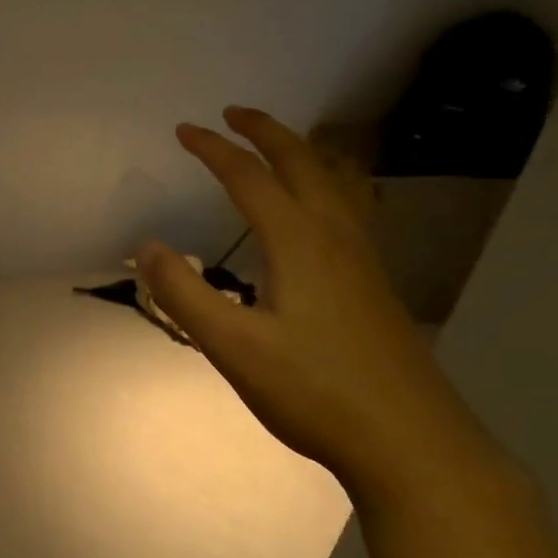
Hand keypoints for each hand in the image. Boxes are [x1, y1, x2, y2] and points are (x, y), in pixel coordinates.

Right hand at [137, 107, 498, 504]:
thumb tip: (146, 247)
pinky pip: (349, 208)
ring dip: (302, 153)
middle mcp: (335, 237)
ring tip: (281, 145)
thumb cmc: (314, 392)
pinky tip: (321, 211)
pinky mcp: (375, 285)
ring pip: (336, 182)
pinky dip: (325, 183)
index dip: (214, 149)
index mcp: (298, 242)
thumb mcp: (233, 347)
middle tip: (234, 114)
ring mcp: (363, 260)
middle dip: (266, 132)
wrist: (411, 443)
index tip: (184, 130)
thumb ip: (184, 294)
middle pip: (303, 163)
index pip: (249, 177)